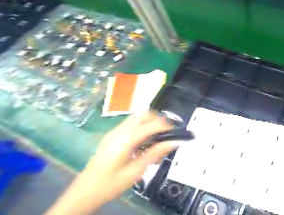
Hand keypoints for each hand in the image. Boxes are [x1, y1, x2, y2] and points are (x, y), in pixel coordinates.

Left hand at [45, 112, 180, 213]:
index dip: (167, 126)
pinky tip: (145, 143)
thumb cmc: (110, 184)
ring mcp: (115, 132)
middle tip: (167, 134)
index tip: (177, 134)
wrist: (83, 193)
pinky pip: (132, 124)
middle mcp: (120, 131)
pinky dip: (143, 127)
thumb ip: (156, 153)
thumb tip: (174, 141)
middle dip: (159, 120)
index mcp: (126, 139)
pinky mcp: (113, 135)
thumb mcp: (136, 171)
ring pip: (138, 117)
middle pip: (144, 115)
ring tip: (157, 139)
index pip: (152, 124)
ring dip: (151, 123)